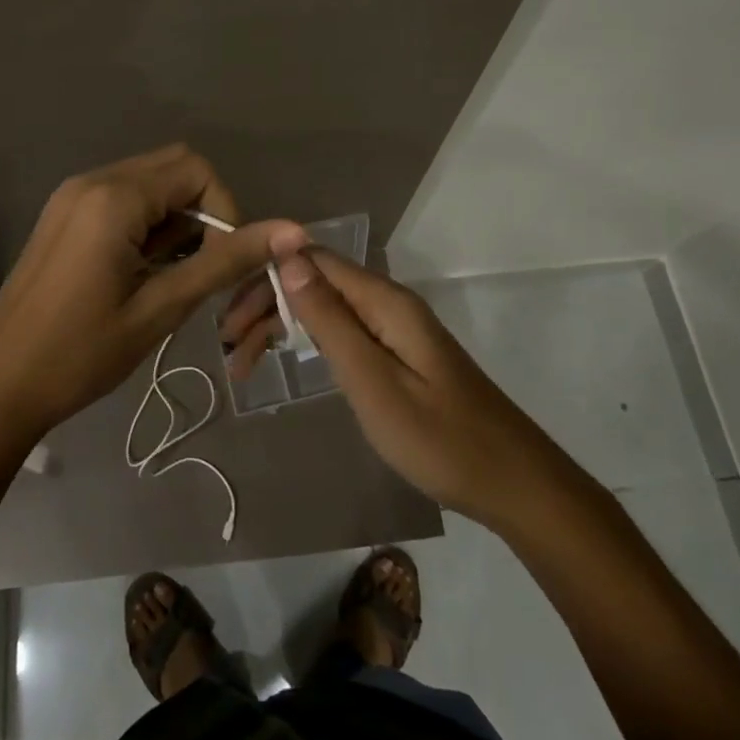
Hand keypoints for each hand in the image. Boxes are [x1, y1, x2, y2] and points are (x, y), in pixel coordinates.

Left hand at [0, 144, 304, 441]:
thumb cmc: (81, 353)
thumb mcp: (161, 307)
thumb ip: (225, 262)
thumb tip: (292, 231)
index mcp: (114, 197)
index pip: (197, 172)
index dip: (225, 212)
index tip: (221, 265)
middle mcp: (92, 181)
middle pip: (173, 169)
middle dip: (201, 214)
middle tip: (199, 271)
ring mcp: (73, 196)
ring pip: (149, 185)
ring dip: (174, 222)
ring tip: (168, 281)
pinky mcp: (64, 216)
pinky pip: (122, 200)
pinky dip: (147, 226)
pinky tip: (141, 274)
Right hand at [220, 246, 547, 528]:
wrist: (513, 484)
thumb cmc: (439, 439)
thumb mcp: (373, 382)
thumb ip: (330, 319)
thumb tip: (288, 256)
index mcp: (384, 301)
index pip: (311, 260)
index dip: (264, 278)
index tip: (227, 318)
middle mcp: (388, 302)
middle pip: (315, 281)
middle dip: (267, 306)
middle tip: (229, 352)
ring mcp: (396, 327)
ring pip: (326, 306)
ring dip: (282, 325)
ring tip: (244, 363)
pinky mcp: (400, 352)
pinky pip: (344, 329)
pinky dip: (308, 340)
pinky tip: (289, 359)